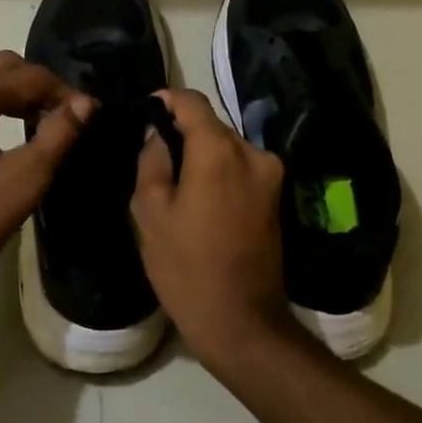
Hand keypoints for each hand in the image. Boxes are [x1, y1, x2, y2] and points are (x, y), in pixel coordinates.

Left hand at [0, 51, 93, 304]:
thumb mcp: (23, 180)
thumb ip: (58, 135)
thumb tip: (85, 103)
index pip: (26, 75)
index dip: (62, 90)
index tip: (88, 114)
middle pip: (4, 67)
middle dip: (40, 84)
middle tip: (68, 114)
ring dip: (20, 93)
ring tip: (49, 122)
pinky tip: (16, 131)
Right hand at [131, 88, 290, 366]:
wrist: (242, 323)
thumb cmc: (187, 268)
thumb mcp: (150, 214)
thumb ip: (151, 161)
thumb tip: (156, 134)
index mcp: (219, 152)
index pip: (192, 102)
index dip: (166, 100)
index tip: (145, 111)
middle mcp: (252, 153)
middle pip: (212, 124)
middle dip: (182, 130)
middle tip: (153, 152)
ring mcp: (270, 175)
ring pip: (227, 146)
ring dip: (201, 152)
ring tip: (173, 178)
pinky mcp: (276, 196)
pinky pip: (240, 166)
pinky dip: (218, 169)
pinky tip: (198, 196)